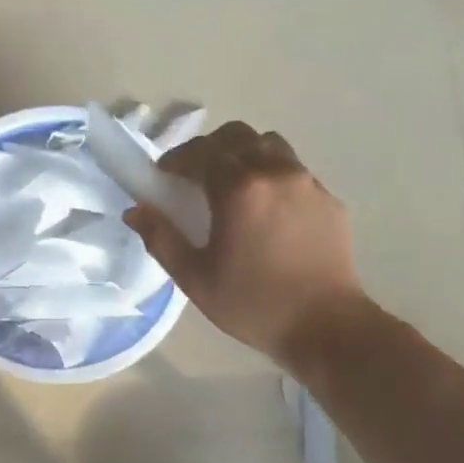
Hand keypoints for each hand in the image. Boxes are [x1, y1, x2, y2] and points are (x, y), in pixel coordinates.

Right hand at [124, 122, 365, 367]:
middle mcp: (275, 173)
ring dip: (243, 154)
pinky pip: (293, 170)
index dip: (177, 159)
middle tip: (194, 176)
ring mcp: (307, 183)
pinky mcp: (328, 199)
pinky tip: (265, 209)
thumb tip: (135, 210)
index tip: (164, 176)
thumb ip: (161, 238)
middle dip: (209, 148)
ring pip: (269, 145)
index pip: (201, 152)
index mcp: (239, 189)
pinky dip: (271, 175)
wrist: (326, 327)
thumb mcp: (194, 277)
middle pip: (237, 136)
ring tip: (231, 185)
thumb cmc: (252, 304)